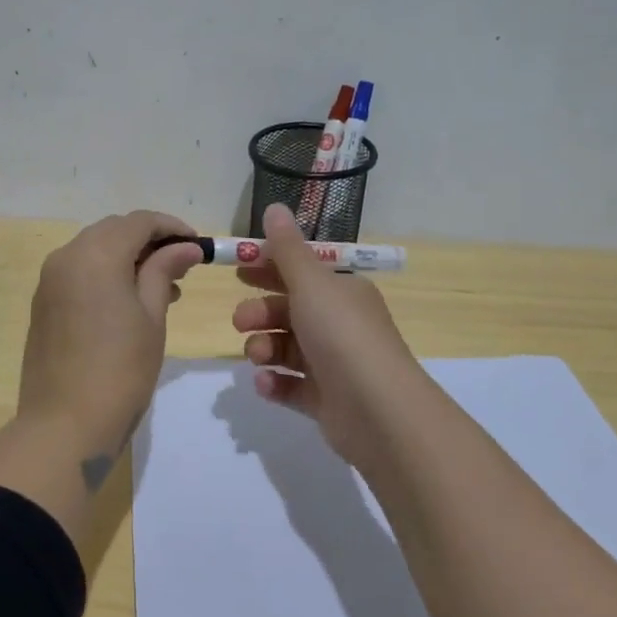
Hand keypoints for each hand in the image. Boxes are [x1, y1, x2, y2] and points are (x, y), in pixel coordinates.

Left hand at [18, 211, 204, 451]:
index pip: (139, 222)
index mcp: (95, 254)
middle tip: (182, 267)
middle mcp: (66, 256)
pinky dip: (106, 275)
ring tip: (163, 289)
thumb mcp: (152, 317)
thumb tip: (185, 247)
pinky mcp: (43, 303)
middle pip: (113, 231)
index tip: (198, 246)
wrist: (64, 426)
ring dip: (127, 258)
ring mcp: (49, 280)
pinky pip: (79, 273)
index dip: (172, 228)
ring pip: (94, 251)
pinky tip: (129, 302)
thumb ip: (164, 271)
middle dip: (149, 242)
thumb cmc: (120, 370)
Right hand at [232, 203, 431, 466]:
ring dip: (264, 348)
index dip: (269, 269)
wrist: (378, 409)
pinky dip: (274, 383)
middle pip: (289, 311)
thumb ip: (286, 249)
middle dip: (260, 312)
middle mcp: (340, 324)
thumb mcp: (311, 283)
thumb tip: (274, 206)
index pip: (302, 272)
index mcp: (342, 292)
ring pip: (286, 348)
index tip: (238, 270)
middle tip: (240, 320)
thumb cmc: (342, 334)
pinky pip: (291, 386)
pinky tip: (265, 383)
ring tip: (258, 356)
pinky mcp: (325, 400)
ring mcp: (333, 364)